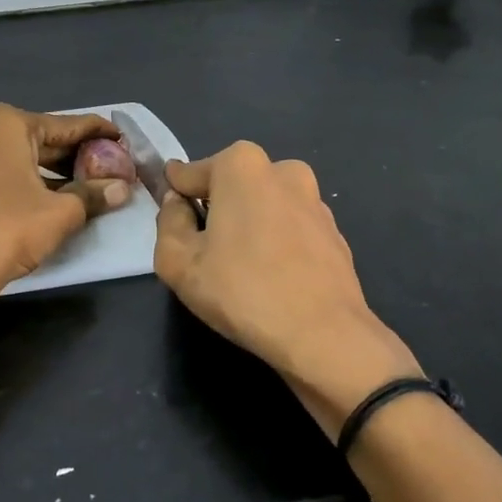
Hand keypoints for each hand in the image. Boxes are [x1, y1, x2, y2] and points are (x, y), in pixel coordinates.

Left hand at [0, 104, 130, 290]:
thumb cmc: (8, 229)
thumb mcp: (61, 212)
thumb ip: (93, 194)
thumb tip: (122, 189)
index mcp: (7, 123)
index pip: (66, 125)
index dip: (98, 133)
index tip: (122, 137)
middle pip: (42, 138)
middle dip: (76, 154)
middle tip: (110, 166)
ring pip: (21, 155)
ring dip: (53, 170)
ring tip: (89, 183)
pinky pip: (3, 169)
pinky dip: (28, 178)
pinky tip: (54, 194)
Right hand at [154, 142, 419, 437]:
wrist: (324, 335)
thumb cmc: (242, 291)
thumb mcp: (178, 262)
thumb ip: (168, 222)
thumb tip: (177, 204)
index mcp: (241, 165)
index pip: (190, 174)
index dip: (176, 197)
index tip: (171, 220)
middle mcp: (283, 170)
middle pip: (231, 186)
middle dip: (215, 209)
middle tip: (204, 252)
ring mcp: (314, 200)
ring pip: (264, 206)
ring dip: (249, 226)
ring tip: (240, 269)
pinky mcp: (334, 231)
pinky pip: (290, 228)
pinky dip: (277, 243)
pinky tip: (272, 278)